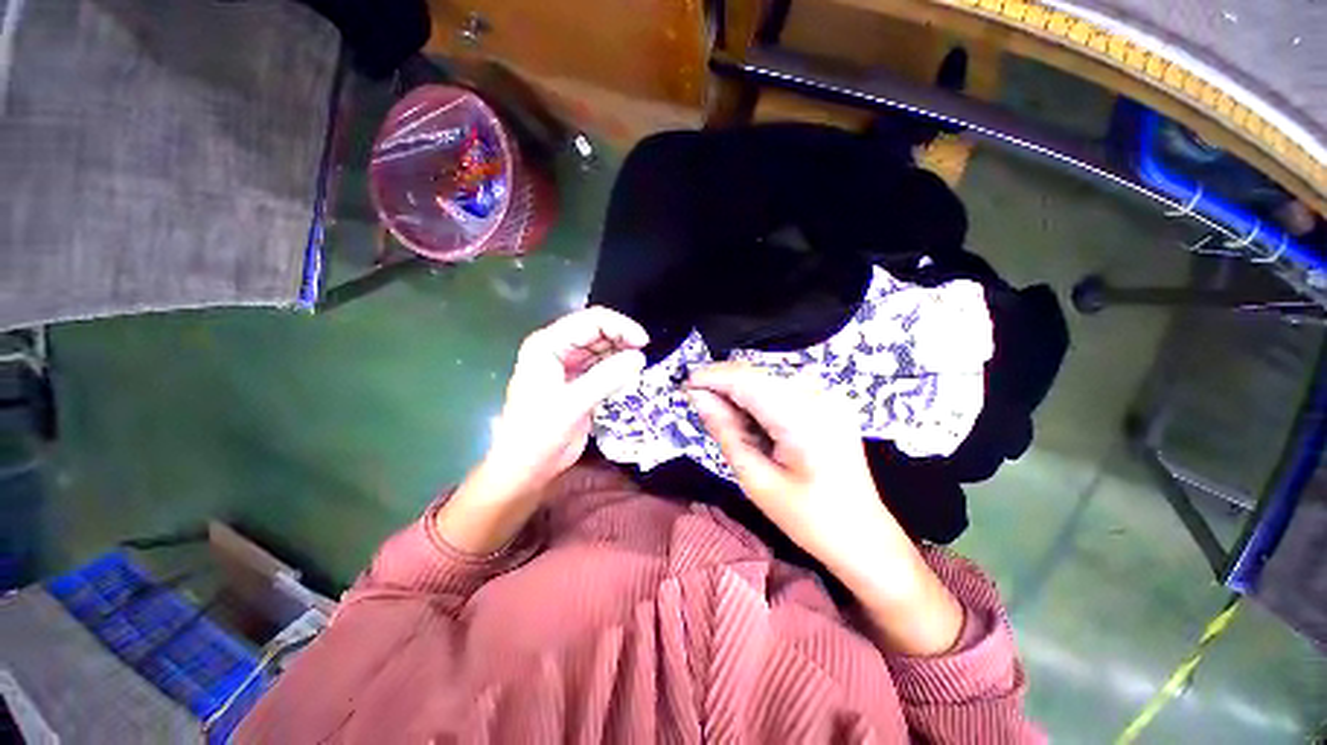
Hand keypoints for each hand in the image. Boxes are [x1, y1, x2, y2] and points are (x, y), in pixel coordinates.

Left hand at [439, 307, 647, 554]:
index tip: (644, 343)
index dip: (620, 326)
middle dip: (622, 338)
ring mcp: (567, 365)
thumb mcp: (574, 404)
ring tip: (639, 365)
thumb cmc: (539, 434)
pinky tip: (629, 375)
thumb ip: (607, 378)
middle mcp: (556, 348)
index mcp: (547, 345)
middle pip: (596, 330)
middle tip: (645, 355)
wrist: (525, 467)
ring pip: (601, 347)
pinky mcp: (576, 381)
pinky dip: (616, 367)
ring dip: (621, 352)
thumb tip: (639, 358)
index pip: (590, 321)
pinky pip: (601, 365)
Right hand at [686, 362, 962, 655]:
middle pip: (757, 374)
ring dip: (739, 391)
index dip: (712, 376)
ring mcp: (827, 396)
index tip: (684, 384)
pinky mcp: (828, 401)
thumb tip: (698, 397)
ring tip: (723, 417)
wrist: (864, 536)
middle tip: (698, 404)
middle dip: (723, 384)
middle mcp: (818, 396)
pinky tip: (749, 419)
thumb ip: (725, 431)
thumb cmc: (809, 519)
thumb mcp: (756, 480)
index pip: (747, 380)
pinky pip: (782, 387)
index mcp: (803, 418)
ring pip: (767, 378)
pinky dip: (758, 397)